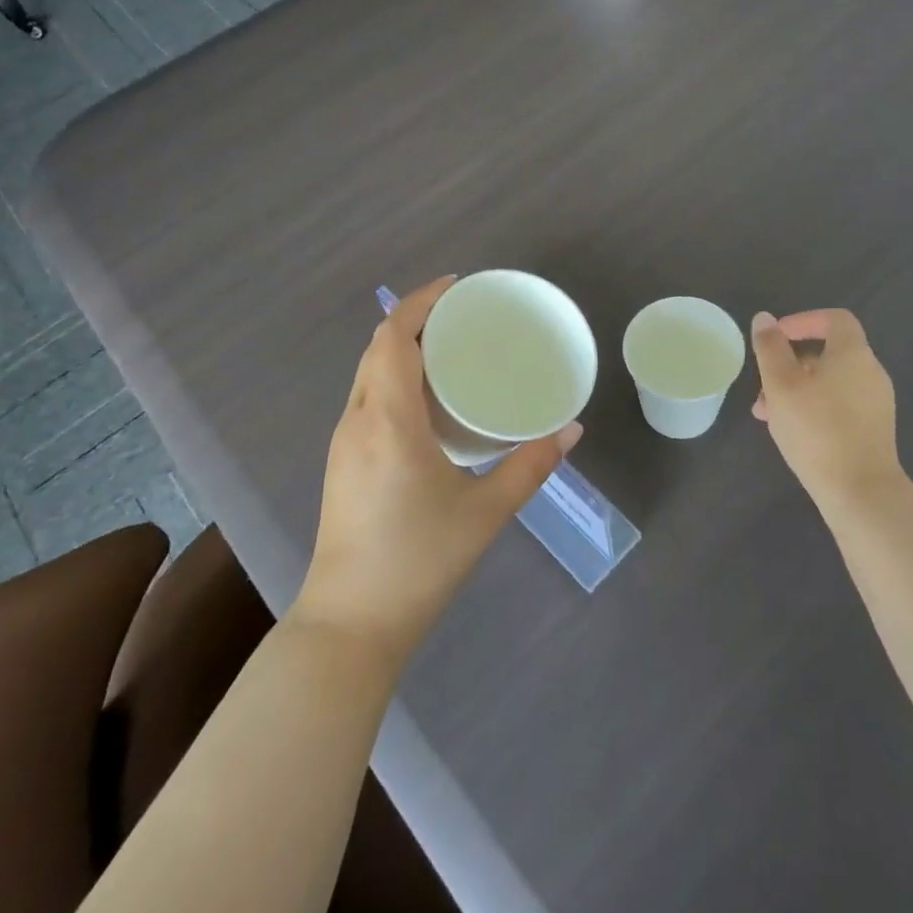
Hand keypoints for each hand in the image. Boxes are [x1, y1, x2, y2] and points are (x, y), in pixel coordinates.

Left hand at [293, 277, 582, 661]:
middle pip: (377, 348)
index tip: (455, 287)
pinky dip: (391, 377)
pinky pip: (365, 398)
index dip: (419, 303)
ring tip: (447, 349)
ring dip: (400, 348)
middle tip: (461, 316)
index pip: (393, 338)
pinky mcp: (341, 464)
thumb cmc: (419, 562)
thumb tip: (571, 430)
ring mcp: (343, 442)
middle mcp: (357, 420)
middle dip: (414, 319)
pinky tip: (423, 399)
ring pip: (367, 373)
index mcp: (388, 420)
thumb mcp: (485, 512)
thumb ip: (530, 466)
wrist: (350, 625)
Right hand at [750, 309, 902, 514]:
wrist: (860, 491)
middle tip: (763, 385)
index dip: (804, 320)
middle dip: (790, 363)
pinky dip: (814, 407)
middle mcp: (871, 372)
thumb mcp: (781, 384)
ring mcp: (876, 403)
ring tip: (768, 414)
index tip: (776, 336)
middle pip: (828, 353)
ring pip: (830, 382)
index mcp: (853, 354)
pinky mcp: (874, 429)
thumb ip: (770, 348)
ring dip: (797, 389)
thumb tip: (765, 319)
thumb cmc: (816, 429)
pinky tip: (792, 432)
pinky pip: (839, 404)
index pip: (834, 319)